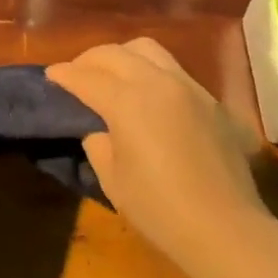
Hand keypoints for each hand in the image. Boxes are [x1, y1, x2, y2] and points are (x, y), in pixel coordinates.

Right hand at [47, 38, 268, 277]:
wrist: (226, 228)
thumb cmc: (161, 210)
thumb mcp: (113, 181)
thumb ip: (98, 145)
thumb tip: (99, 130)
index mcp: (127, 101)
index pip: (87, 77)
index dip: (64, 75)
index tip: (51, 75)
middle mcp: (157, 81)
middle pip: (115, 53)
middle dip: (90, 59)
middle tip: (76, 73)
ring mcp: (188, 86)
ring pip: (148, 49)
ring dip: (122, 55)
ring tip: (112, 74)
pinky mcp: (210, 99)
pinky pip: (173, 69)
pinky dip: (150, 70)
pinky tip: (148, 94)